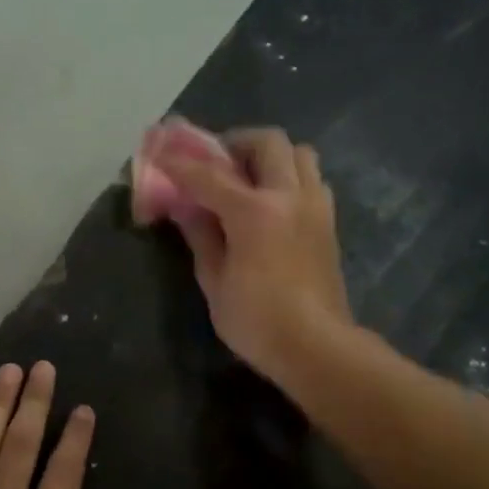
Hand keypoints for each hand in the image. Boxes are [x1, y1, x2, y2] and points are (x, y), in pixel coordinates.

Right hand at [155, 127, 353, 385]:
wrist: (316, 346)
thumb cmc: (256, 320)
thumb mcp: (214, 280)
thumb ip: (201, 235)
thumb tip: (186, 208)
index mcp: (255, 212)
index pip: (209, 175)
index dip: (180, 162)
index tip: (161, 150)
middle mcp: (289, 196)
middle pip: (267, 142)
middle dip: (235, 143)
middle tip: (215, 163)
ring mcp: (315, 206)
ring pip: (298, 153)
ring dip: (269, 156)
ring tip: (247, 179)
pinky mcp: (328, 222)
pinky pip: (311, 179)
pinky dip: (289, 177)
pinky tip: (271, 204)